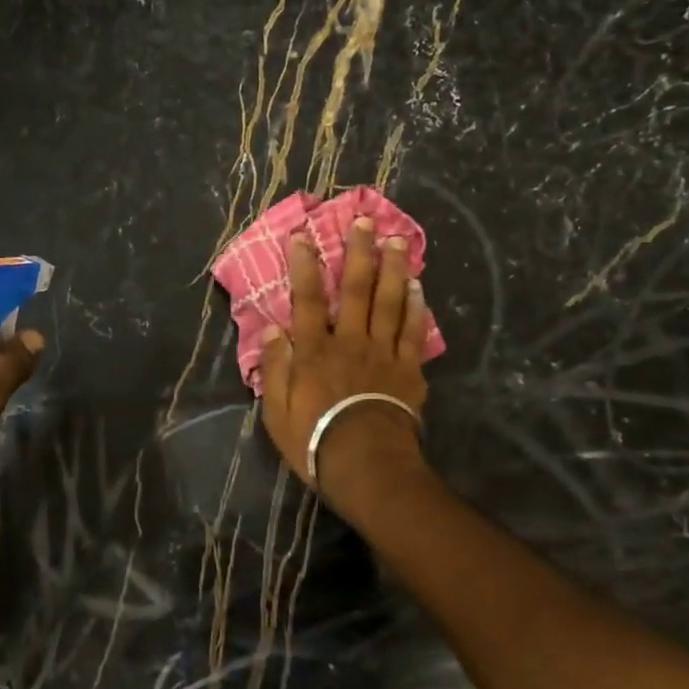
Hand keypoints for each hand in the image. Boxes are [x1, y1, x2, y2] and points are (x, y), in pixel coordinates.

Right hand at [259, 217, 430, 507]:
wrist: (367, 467)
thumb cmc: (314, 441)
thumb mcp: (276, 412)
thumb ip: (275, 367)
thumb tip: (271, 328)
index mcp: (313, 351)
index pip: (306, 299)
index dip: (304, 266)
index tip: (302, 236)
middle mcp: (349, 342)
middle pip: (355, 290)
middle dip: (358, 253)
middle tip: (365, 220)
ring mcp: (383, 353)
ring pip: (389, 302)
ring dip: (392, 268)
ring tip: (397, 240)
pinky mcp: (408, 370)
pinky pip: (413, 331)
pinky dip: (415, 306)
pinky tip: (417, 285)